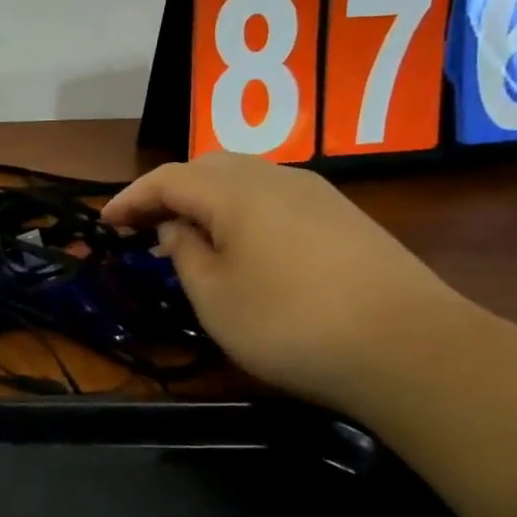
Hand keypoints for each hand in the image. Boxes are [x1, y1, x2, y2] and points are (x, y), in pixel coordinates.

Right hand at [99, 152, 463, 409]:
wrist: (412, 348)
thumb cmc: (291, 324)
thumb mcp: (215, 297)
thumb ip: (185, 253)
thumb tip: (176, 227)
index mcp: (234, 190)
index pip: (167, 178)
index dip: (130, 198)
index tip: (105, 223)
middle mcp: (274, 176)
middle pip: (207, 167)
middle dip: (169, 192)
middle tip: (145, 227)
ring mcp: (316, 193)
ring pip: (244, 179)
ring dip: (207, 201)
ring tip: (189, 237)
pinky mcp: (343, 216)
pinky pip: (274, 198)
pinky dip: (242, 212)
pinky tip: (244, 246)